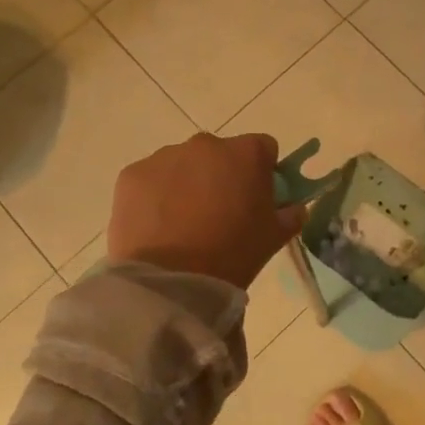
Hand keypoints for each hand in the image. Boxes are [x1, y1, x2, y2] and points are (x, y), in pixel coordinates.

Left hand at [107, 132, 306, 289]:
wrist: (171, 280)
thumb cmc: (233, 254)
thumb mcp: (274, 237)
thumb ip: (290, 214)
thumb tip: (293, 207)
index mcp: (246, 153)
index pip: (263, 148)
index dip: (263, 171)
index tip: (257, 197)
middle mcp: (205, 144)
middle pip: (220, 154)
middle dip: (221, 175)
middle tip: (219, 214)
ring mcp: (165, 156)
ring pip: (183, 164)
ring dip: (187, 184)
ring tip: (183, 224)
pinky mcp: (132, 174)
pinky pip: (151, 179)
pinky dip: (155, 196)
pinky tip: (157, 227)